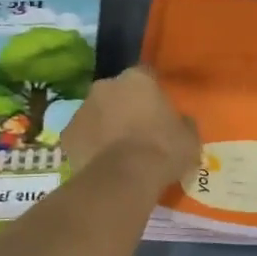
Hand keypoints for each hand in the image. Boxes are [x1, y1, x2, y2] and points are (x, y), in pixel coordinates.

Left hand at [62, 66, 200, 188]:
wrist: (123, 178)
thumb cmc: (162, 150)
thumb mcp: (189, 138)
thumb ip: (184, 124)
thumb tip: (182, 123)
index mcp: (137, 79)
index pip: (147, 77)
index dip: (153, 95)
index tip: (159, 113)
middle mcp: (106, 85)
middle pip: (117, 93)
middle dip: (125, 107)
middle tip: (138, 132)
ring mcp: (82, 108)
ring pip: (96, 113)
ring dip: (105, 125)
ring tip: (119, 152)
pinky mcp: (67, 134)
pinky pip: (82, 136)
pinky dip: (90, 146)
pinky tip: (102, 164)